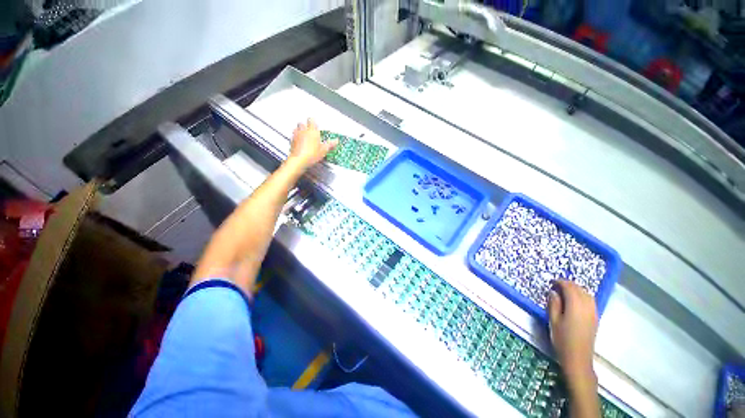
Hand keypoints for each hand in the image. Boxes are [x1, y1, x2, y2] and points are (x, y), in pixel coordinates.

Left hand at [287, 119, 336, 170]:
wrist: (299, 160)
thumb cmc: (311, 154)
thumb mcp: (324, 150)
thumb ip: (330, 144)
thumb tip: (335, 141)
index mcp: (312, 131)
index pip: (311, 120)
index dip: (313, 122)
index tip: (316, 125)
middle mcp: (303, 131)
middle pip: (302, 123)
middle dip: (305, 125)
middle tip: (310, 130)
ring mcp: (296, 135)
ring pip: (296, 128)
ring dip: (299, 130)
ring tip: (303, 135)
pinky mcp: (291, 141)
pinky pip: (293, 136)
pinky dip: (295, 137)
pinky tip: (298, 142)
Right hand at [548, 280, 597, 381]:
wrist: (578, 358)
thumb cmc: (562, 339)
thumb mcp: (553, 320)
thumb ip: (554, 304)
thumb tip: (554, 292)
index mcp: (575, 305)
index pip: (569, 287)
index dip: (560, 282)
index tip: (551, 282)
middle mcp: (587, 306)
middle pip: (579, 289)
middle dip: (568, 284)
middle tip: (556, 285)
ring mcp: (593, 312)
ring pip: (587, 294)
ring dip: (576, 289)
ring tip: (565, 291)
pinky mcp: (595, 318)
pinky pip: (590, 301)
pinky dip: (582, 296)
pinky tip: (575, 300)